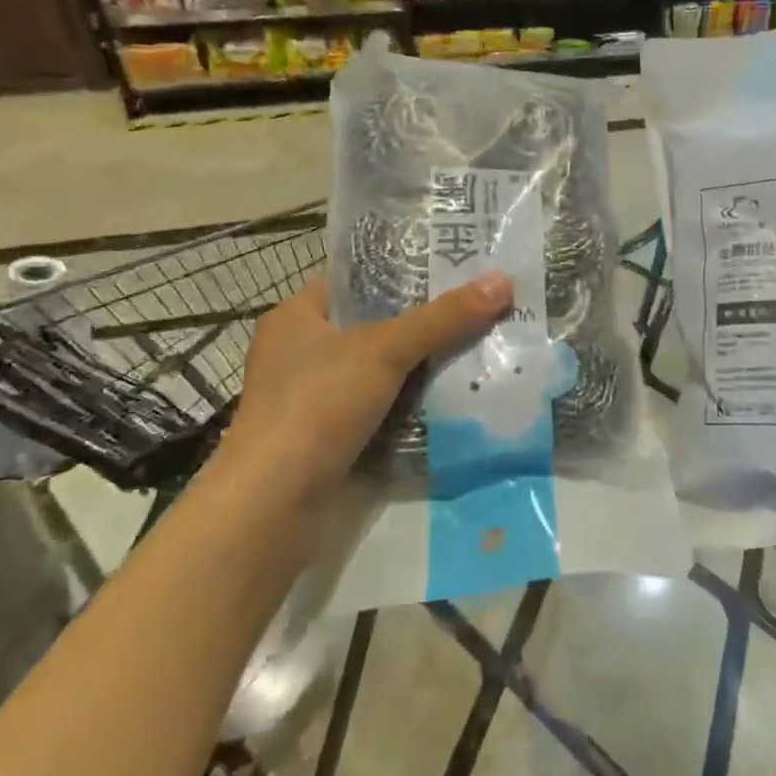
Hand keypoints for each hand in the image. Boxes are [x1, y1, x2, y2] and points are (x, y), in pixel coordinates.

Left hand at [220, 273, 512, 494]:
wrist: (273, 505)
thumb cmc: (318, 406)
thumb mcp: (385, 350)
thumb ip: (443, 317)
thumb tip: (502, 280)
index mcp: (296, 316)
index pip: (356, 281)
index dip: (402, 272)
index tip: (452, 269)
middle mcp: (299, 353)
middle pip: (373, 326)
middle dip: (422, 322)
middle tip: (475, 308)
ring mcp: (311, 399)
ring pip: (378, 370)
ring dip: (420, 366)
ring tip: (476, 347)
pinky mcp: (325, 438)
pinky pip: (378, 408)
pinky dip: (409, 404)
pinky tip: (451, 397)